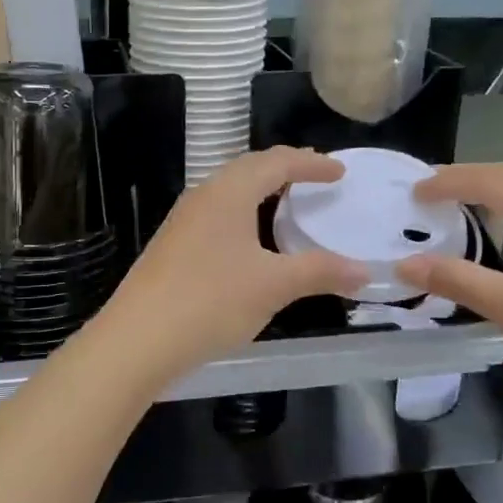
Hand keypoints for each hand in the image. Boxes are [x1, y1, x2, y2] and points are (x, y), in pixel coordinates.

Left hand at [93, 148, 366, 386]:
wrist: (137, 340)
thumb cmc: (210, 301)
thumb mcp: (274, 286)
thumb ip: (321, 272)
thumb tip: (365, 272)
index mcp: (228, 192)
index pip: (276, 162)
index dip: (311, 164)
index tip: (340, 172)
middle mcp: (203, 197)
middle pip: (249, 170)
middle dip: (285, 170)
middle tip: (316, 179)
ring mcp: (183, 221)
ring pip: (230, 193)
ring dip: (262, 193)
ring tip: (288, 206)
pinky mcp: (173, 247)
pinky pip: (217, 216)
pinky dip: (244, 216)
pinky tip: (252, 243)